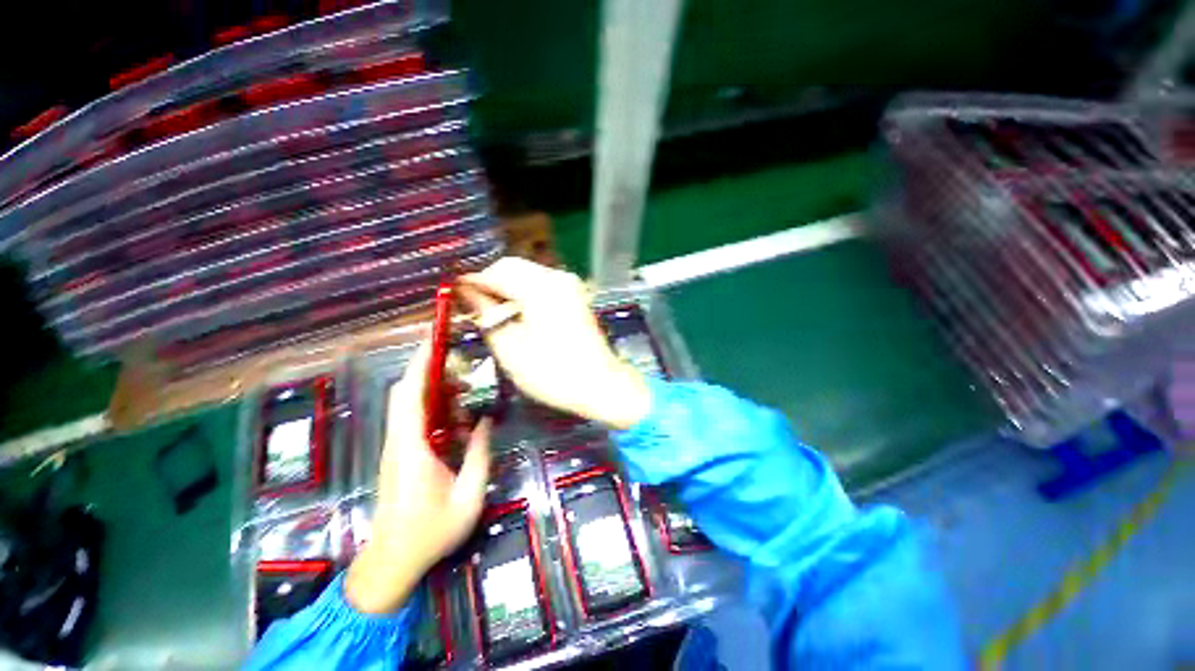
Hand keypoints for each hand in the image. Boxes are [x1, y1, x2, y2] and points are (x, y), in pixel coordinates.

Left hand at [345, 341, 491, 614]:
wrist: (392, 561)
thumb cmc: (430, 534)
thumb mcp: (468, 498)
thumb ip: (480, 455)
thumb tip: (486, 421)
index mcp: (412, 449)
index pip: (409, 395)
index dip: (421, 364)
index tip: (436, 340)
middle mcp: (400, 441)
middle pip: (406, 392)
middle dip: (430, 368)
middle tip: (461, 359)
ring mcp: (398, 446)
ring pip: (410, 402)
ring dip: (435, 386)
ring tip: (465, 383)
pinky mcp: (402, 452)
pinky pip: (416, 417)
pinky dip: (436, 405)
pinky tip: (459, 412)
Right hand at [458, 258, 651, 429]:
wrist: (601, 384)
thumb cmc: (553, 373)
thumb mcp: (510, 348)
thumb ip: (485, 314)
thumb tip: (465, 292)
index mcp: (540, 287)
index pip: (496, 271)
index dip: (472, 283)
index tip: (454, 298)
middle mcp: (557, 277)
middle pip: (513, 267)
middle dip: (490, 284)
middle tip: (474, 310)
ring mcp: (570, 285)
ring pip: (527, 275)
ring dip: (507, 289)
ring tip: (494, 316)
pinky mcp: (575, 296)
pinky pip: (541, 285)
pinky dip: (524, 294)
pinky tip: (518, 315)